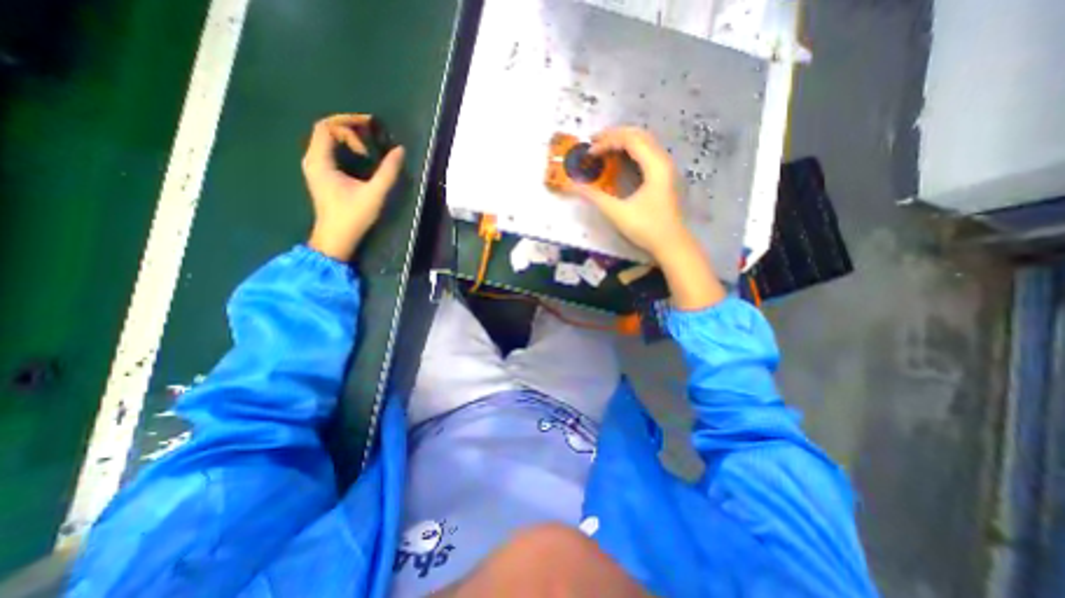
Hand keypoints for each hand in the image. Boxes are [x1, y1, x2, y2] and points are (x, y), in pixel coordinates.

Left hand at [301, 113, 405, 259]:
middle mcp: (312, 160)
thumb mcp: (374, 194)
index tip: (370, 134)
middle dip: (348, 126)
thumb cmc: (353, 216)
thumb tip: (400, 150)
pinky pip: (329, 151)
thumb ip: (388, 172)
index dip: (348, 124)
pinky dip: (344, 147)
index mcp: (320, 161)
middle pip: (325, 129)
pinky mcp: (321, 176)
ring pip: (326, 140)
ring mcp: (315, 168)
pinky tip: (360, 156)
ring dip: (346, 136)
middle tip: (371, 132)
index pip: (327, 127)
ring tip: (368, 142)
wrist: (335, 238)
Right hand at [574, 125, 691, 261]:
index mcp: (655, 165)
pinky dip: (631, 152)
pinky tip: (620, 161)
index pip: (629, 140)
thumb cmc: (646, 227)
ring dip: (623, 142)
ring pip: (645, 143)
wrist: (671, 244)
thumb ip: (594, 197)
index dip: (607, 142)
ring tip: (604, 148)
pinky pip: (647, 154)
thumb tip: (572, 186)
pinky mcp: (665, 178)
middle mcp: (663, 161)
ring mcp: (666, 169)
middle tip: (594, 142)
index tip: (589, 153)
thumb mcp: (617, 212)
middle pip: (639, 135)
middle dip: (615, 135)